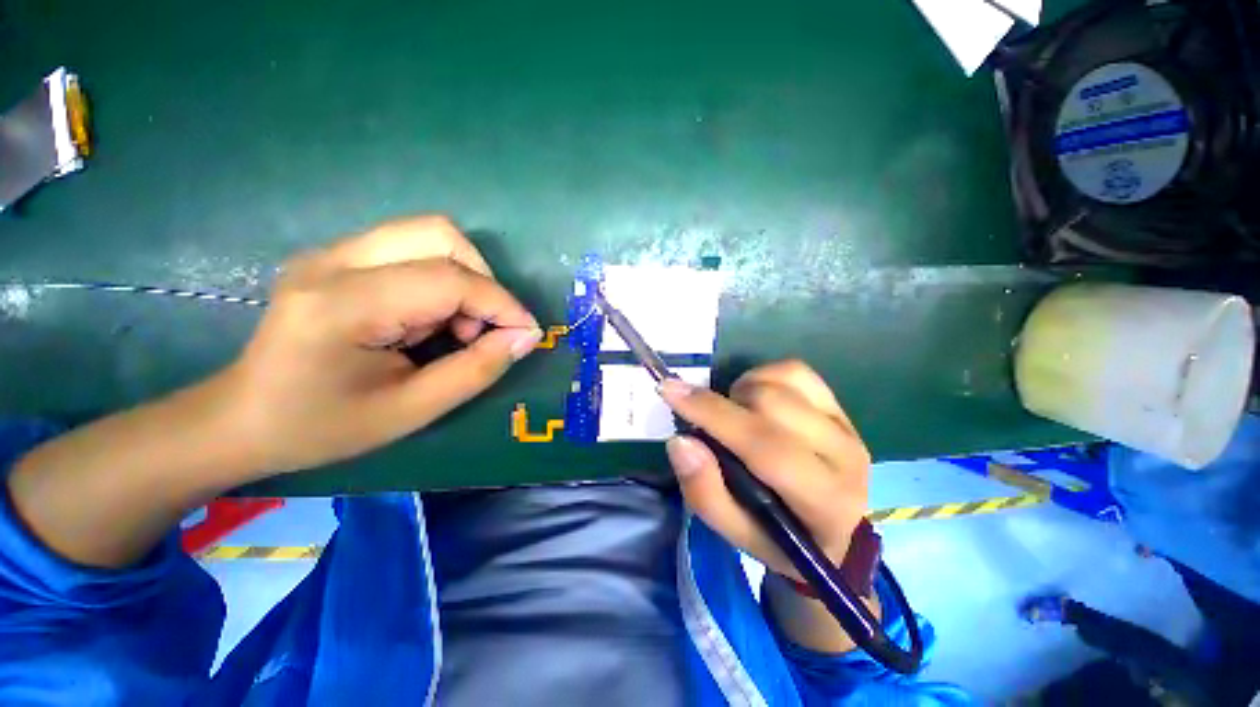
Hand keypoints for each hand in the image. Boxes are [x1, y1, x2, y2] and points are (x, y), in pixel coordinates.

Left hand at [222, 215, 541, 475]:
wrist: (242, 418)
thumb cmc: (323, 426)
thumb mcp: (412, 410)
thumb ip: (477, 369)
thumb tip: (525, 336)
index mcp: (344, 304)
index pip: (449, 279)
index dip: (502, 303)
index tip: (527, 334)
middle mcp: (334, 260)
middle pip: (439, 234)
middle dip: (482, 282)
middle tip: (480, 329)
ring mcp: (332, 252)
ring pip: (429, 235)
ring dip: (464, 279)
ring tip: (455, 327)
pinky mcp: (338, 257)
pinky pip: (412, 249)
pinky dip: (442, 280)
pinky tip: (427, 319)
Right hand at [660, 360, 869, 580]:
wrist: (834, 534)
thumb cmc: (779, 539)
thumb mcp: (735, 533)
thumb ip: (704, 492)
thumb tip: (680, 441)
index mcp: (825, 502)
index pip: (765, 446)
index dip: (712, 414)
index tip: (669, 390)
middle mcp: (845, 457)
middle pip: (771, 403)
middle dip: (725, 405)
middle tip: (712, 425)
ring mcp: (847, 426)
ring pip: (782, 380)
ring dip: (743, 391)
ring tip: (737, 416)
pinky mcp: (840, 406)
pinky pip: (795, 371)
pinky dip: (763, 376)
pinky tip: (757, 400)